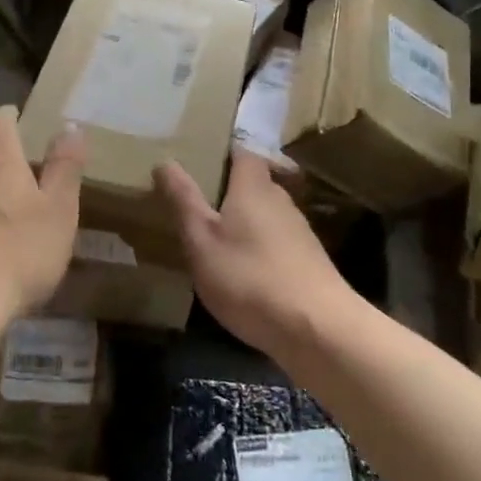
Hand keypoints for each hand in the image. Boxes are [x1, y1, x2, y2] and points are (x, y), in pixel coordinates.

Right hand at [154, 153, 357, 358]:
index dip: (221, 152)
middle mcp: (280, 199)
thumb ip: (183, 200)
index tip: (196, 160)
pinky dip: (257, 244)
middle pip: (253, 182)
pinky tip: (243, 269)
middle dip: (228, 188)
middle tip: (196, 200)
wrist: (317, 328)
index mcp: (254, 186)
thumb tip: (164, 161)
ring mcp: (298, 230)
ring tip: (215, 235)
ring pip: (265, 213)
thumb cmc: (249, 277)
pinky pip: (276, 239)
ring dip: (243, 219)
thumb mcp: (201, 240)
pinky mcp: (307, 260)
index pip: (242, 152)